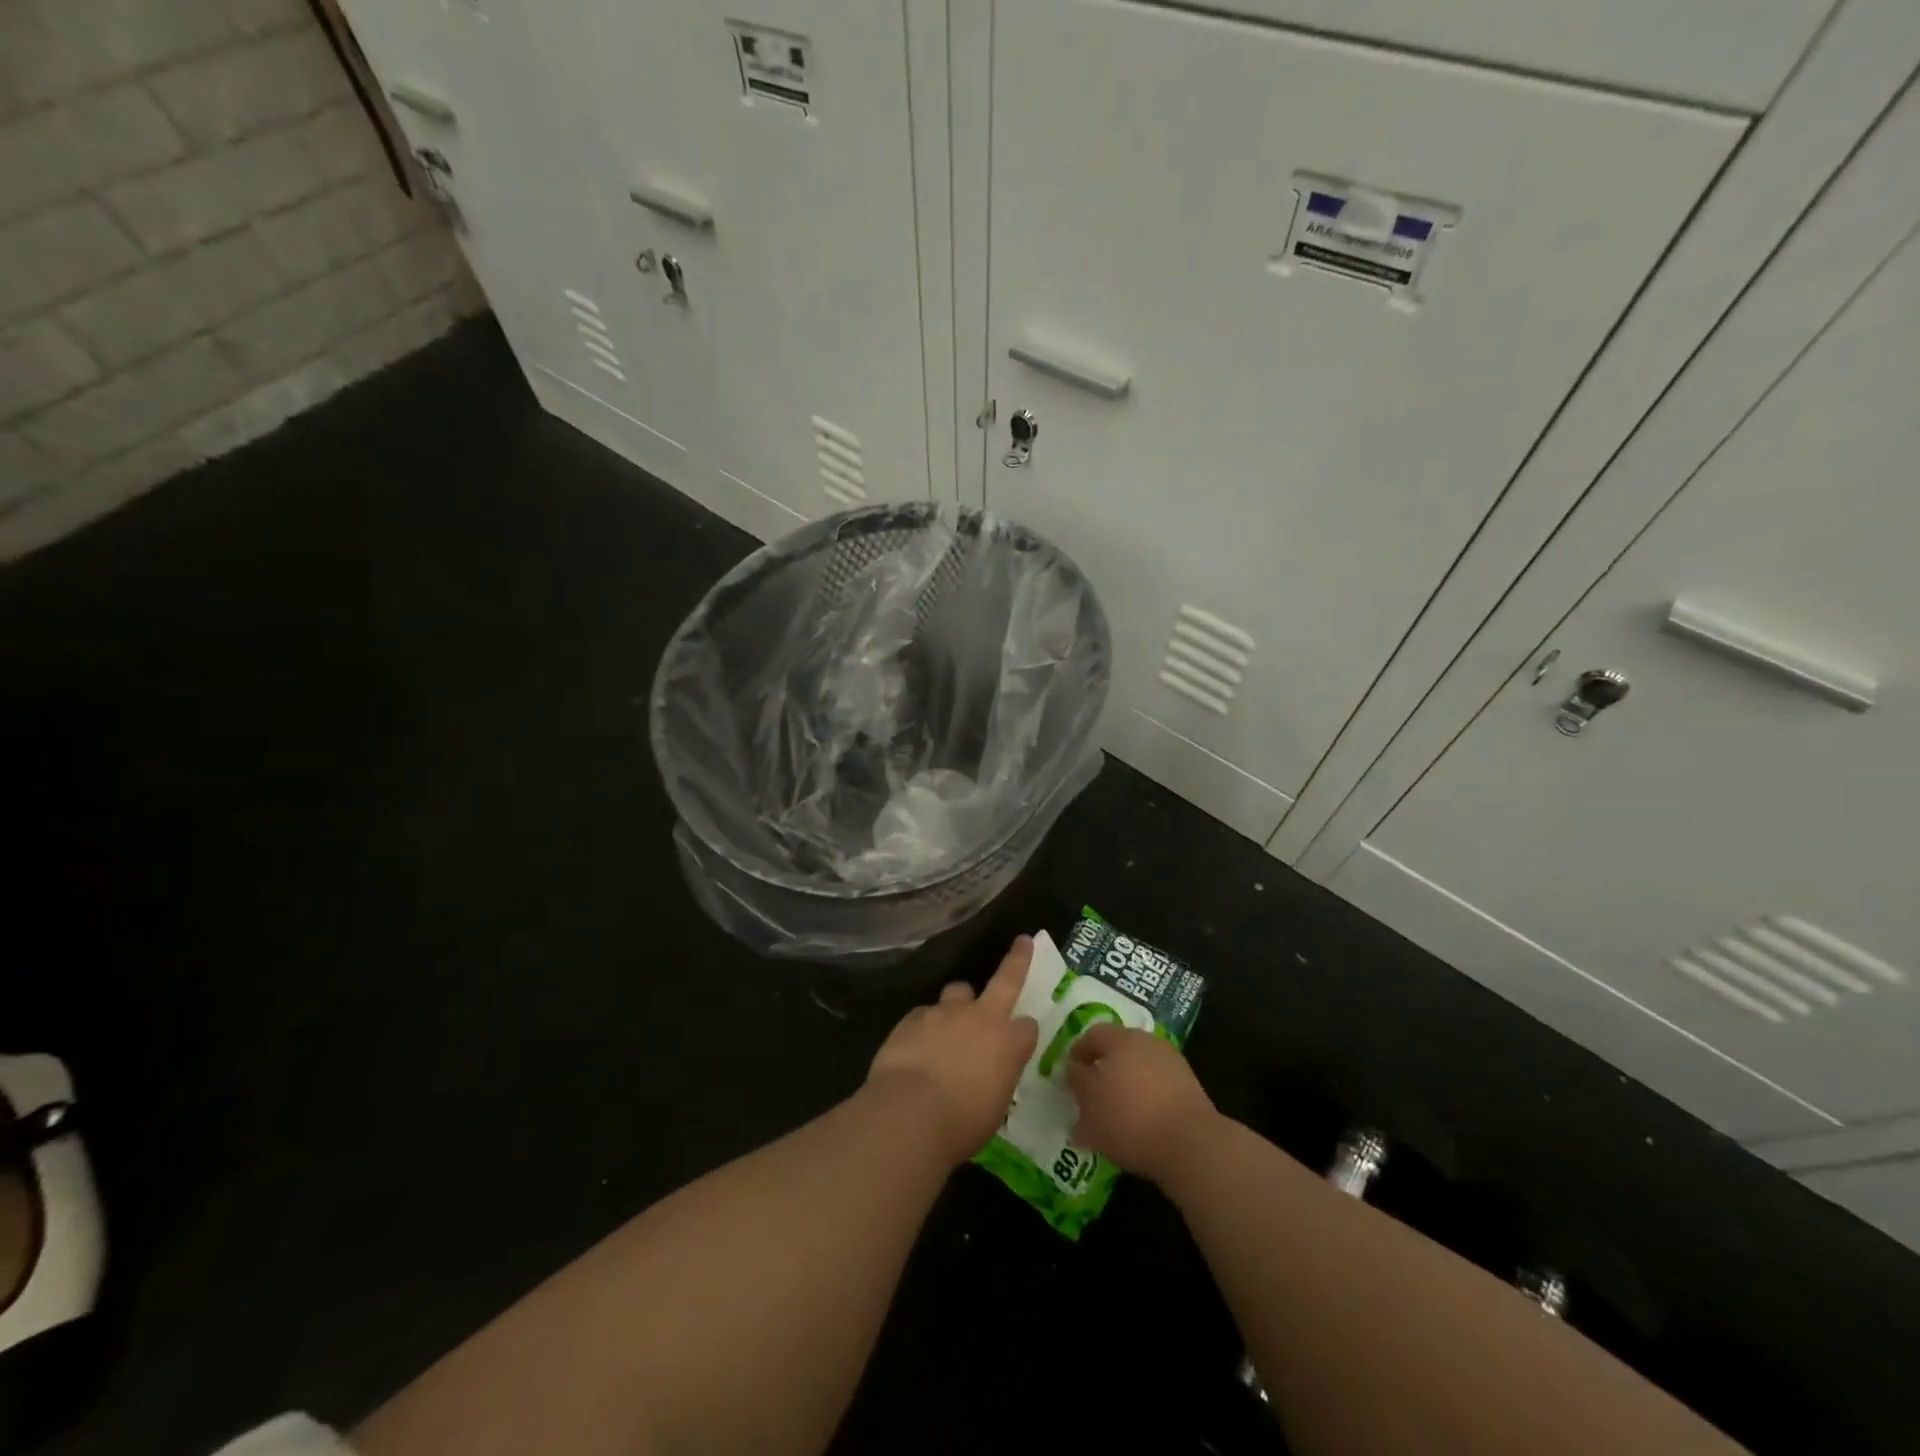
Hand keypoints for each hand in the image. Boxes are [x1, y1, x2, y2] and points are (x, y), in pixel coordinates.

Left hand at [866, 936, 1040, 1164]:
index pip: (1028, 1027)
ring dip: (957, 1004)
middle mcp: (981, 1017)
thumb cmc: (961, 1124)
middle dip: (1018, 958)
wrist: (910, 1114)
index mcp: (1008, 1043)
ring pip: (957, 992)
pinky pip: (924, 1014)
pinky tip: (916, 1047)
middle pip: (1006, 978)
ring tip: (947, 1024)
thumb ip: (995, 1080)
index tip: (1021, 1038)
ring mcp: (945, 1012)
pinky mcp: (914, 1016)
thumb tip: (989, 1075)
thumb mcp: (993, 1108)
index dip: (1025, 1032)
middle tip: (1023, 942)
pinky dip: (924, 1026)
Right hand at [1067, 1023, 1218, 1185]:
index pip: (1093, 1035)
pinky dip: (1144, 1103)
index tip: (1069, 1075)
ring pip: (1138, 1072)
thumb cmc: (1129, 1116)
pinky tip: (1138, 1127)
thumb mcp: (1089, 1100)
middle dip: (1102, 1072)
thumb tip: (1075, 1069)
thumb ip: (1077, 1080)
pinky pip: (1157, 1090)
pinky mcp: (1189, 1090)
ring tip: (1112, 1118)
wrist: (1191, 1144)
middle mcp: (1148, 1043)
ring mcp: (1172, 1065)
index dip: (1078, 1053)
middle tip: (1089, 1096)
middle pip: (1118, 1051)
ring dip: (1124, 1089)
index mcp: (1122, 1038)